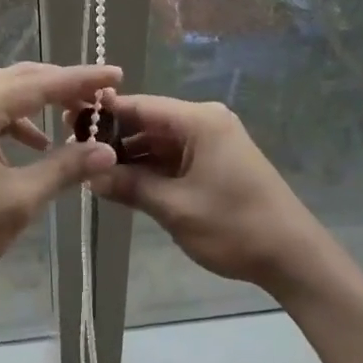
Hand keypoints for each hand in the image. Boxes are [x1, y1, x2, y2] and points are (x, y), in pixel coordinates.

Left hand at [0, 62, 121, 299]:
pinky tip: (35, 145)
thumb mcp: (19, 199)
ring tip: (71, 116)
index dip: (81, 80)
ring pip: (2, 94)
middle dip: (60, 85)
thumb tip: (106, 151)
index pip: (39, 84)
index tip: (115, 73)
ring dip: (38, 102)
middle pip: (20, 79)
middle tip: (97, 94)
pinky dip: (17, 121)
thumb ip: (64, 169)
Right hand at [93, 94, 328, 296]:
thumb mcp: (175, 208)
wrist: (294, 257)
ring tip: (92, 170)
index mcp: (199, 120)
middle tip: (75, 150)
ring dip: (132, 155)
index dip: (104, 113)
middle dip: (115, 137)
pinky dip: (152, 167)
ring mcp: (214, 141)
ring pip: (161, 140)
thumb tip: (89, 175)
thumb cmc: (234, 226)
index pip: (141, 105)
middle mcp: (206, 121)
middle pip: (150, 121)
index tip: (68, 122)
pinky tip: (124, 181)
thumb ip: (130, 186)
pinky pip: (176, 156)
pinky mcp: (218, 161)